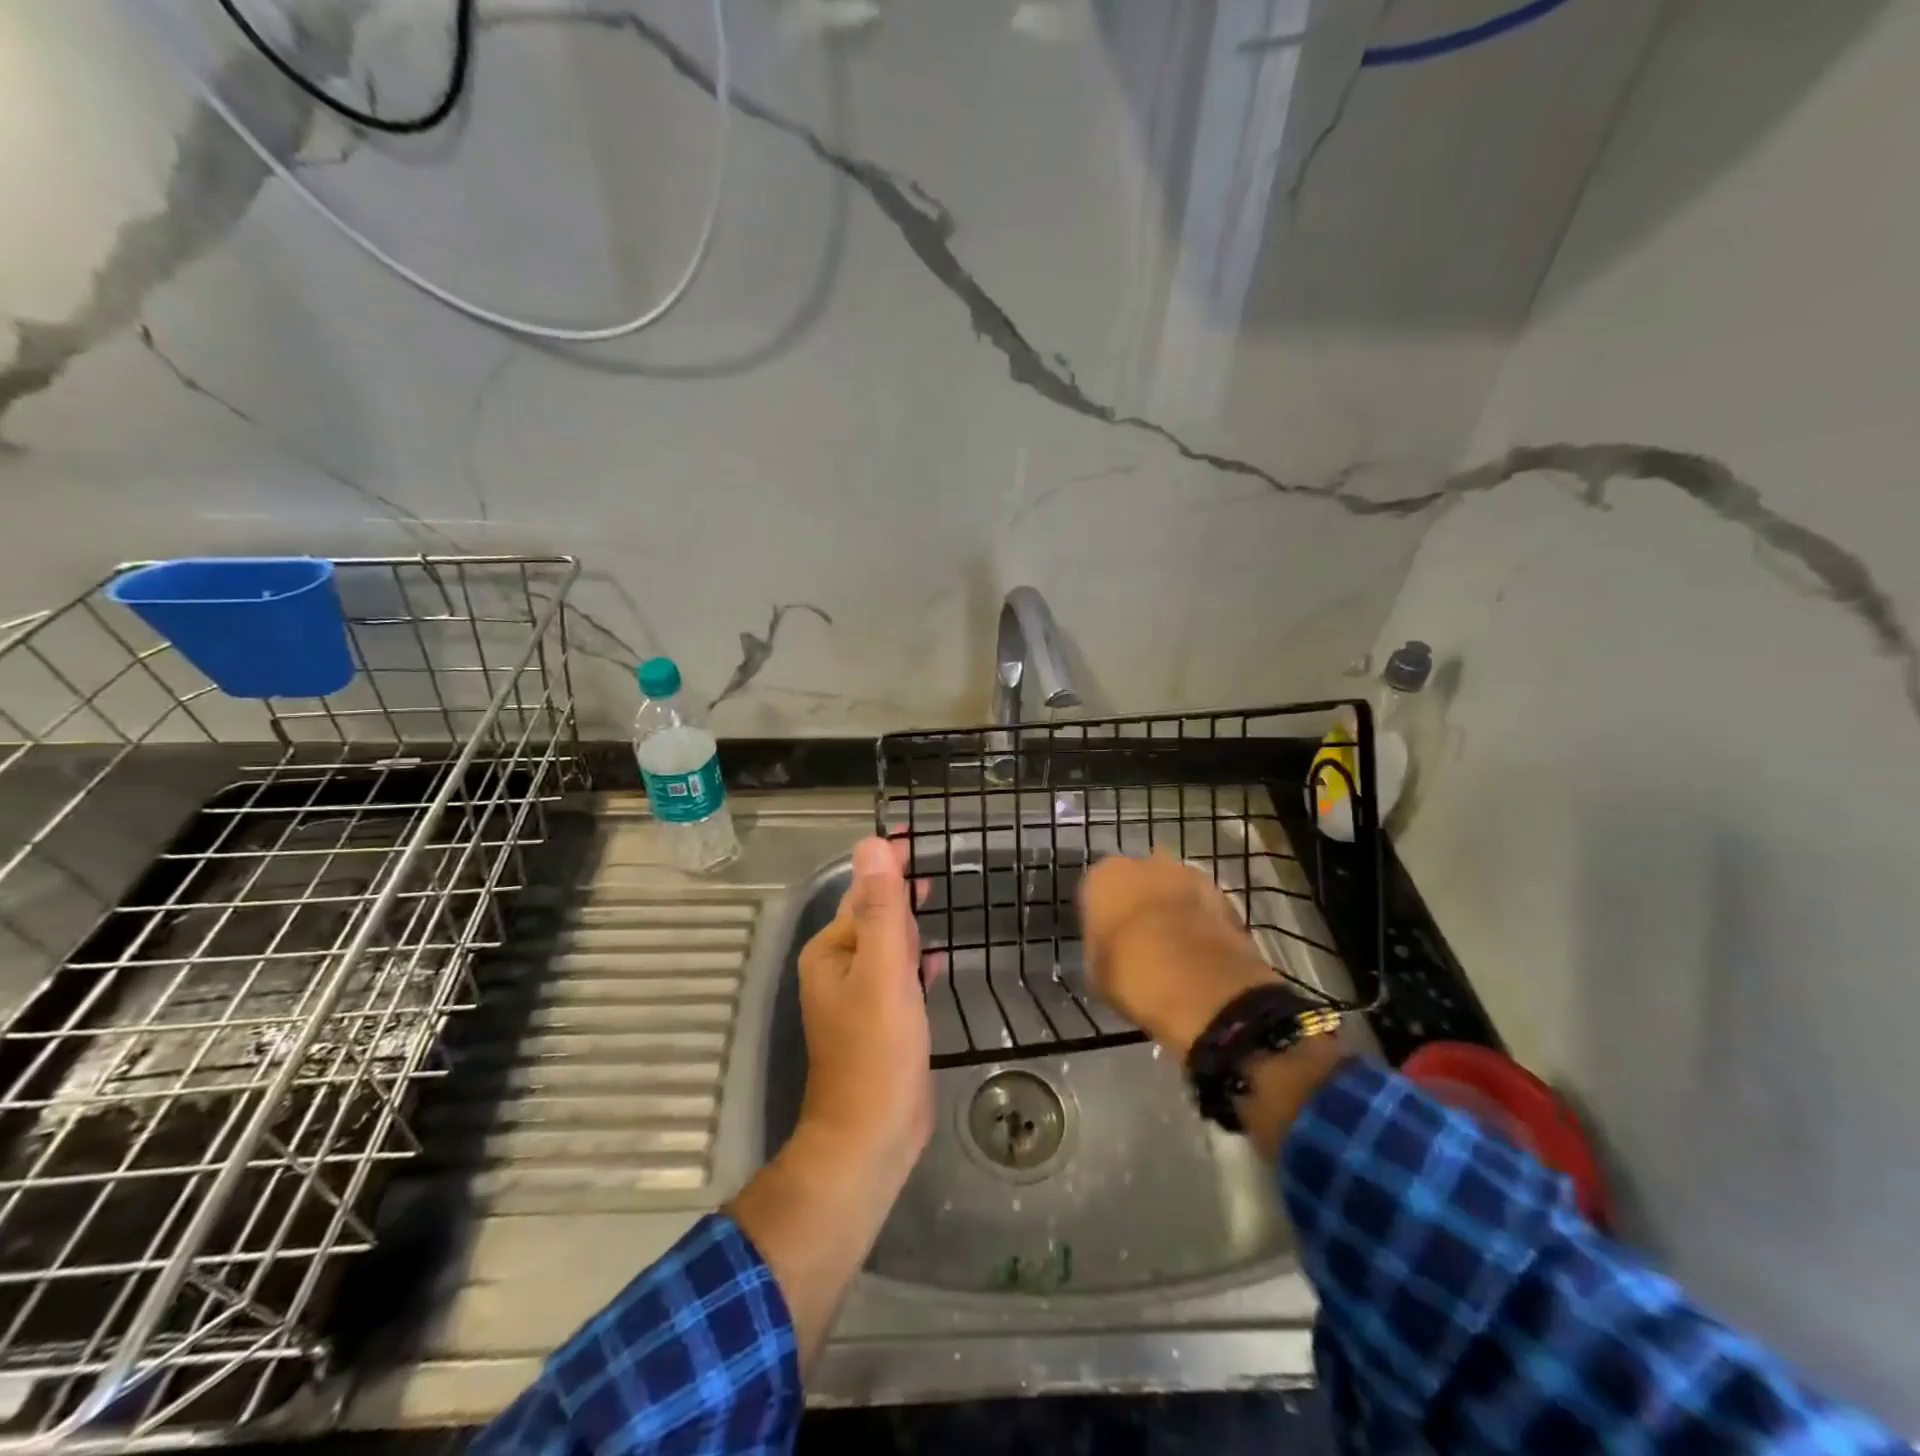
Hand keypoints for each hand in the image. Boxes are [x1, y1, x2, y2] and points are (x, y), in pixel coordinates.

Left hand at [793, 836, 933, 1176]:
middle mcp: (838, 968)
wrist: (871, 1138)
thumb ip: (880, 908)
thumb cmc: (876, 1051)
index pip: (861, 892)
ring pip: (886, 946)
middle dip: (899, 891)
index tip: (915, 839)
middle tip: (934, 867)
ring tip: (937, 900)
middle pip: (872, 916)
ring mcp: (858, 997)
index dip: (888, 865)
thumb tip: (872, 845)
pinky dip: (914, 960)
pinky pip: (897, 976)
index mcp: (831, 952)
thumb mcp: (883, 972)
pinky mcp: (879, 1022)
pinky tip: (935, 958)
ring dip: (908, 923)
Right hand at [1080, 850, 1275, 1056]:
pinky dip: (1200, 922)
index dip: (1102, 917)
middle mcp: (1144, 864)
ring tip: (1175, 948)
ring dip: (1173, 908)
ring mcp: (1188, 875)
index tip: (1107, 941)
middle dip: (1140, 903)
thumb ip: (1100, 945)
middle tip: (1141, 940)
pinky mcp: (1223, 894)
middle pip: (1137, 881)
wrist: (1201, 986)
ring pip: (1172, 889)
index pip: (1095, 891)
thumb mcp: (1096, 969)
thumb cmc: (1132, 975)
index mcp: (1104, 876)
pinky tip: (1199, 952)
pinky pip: (1202, 906)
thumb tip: (1111, 947)